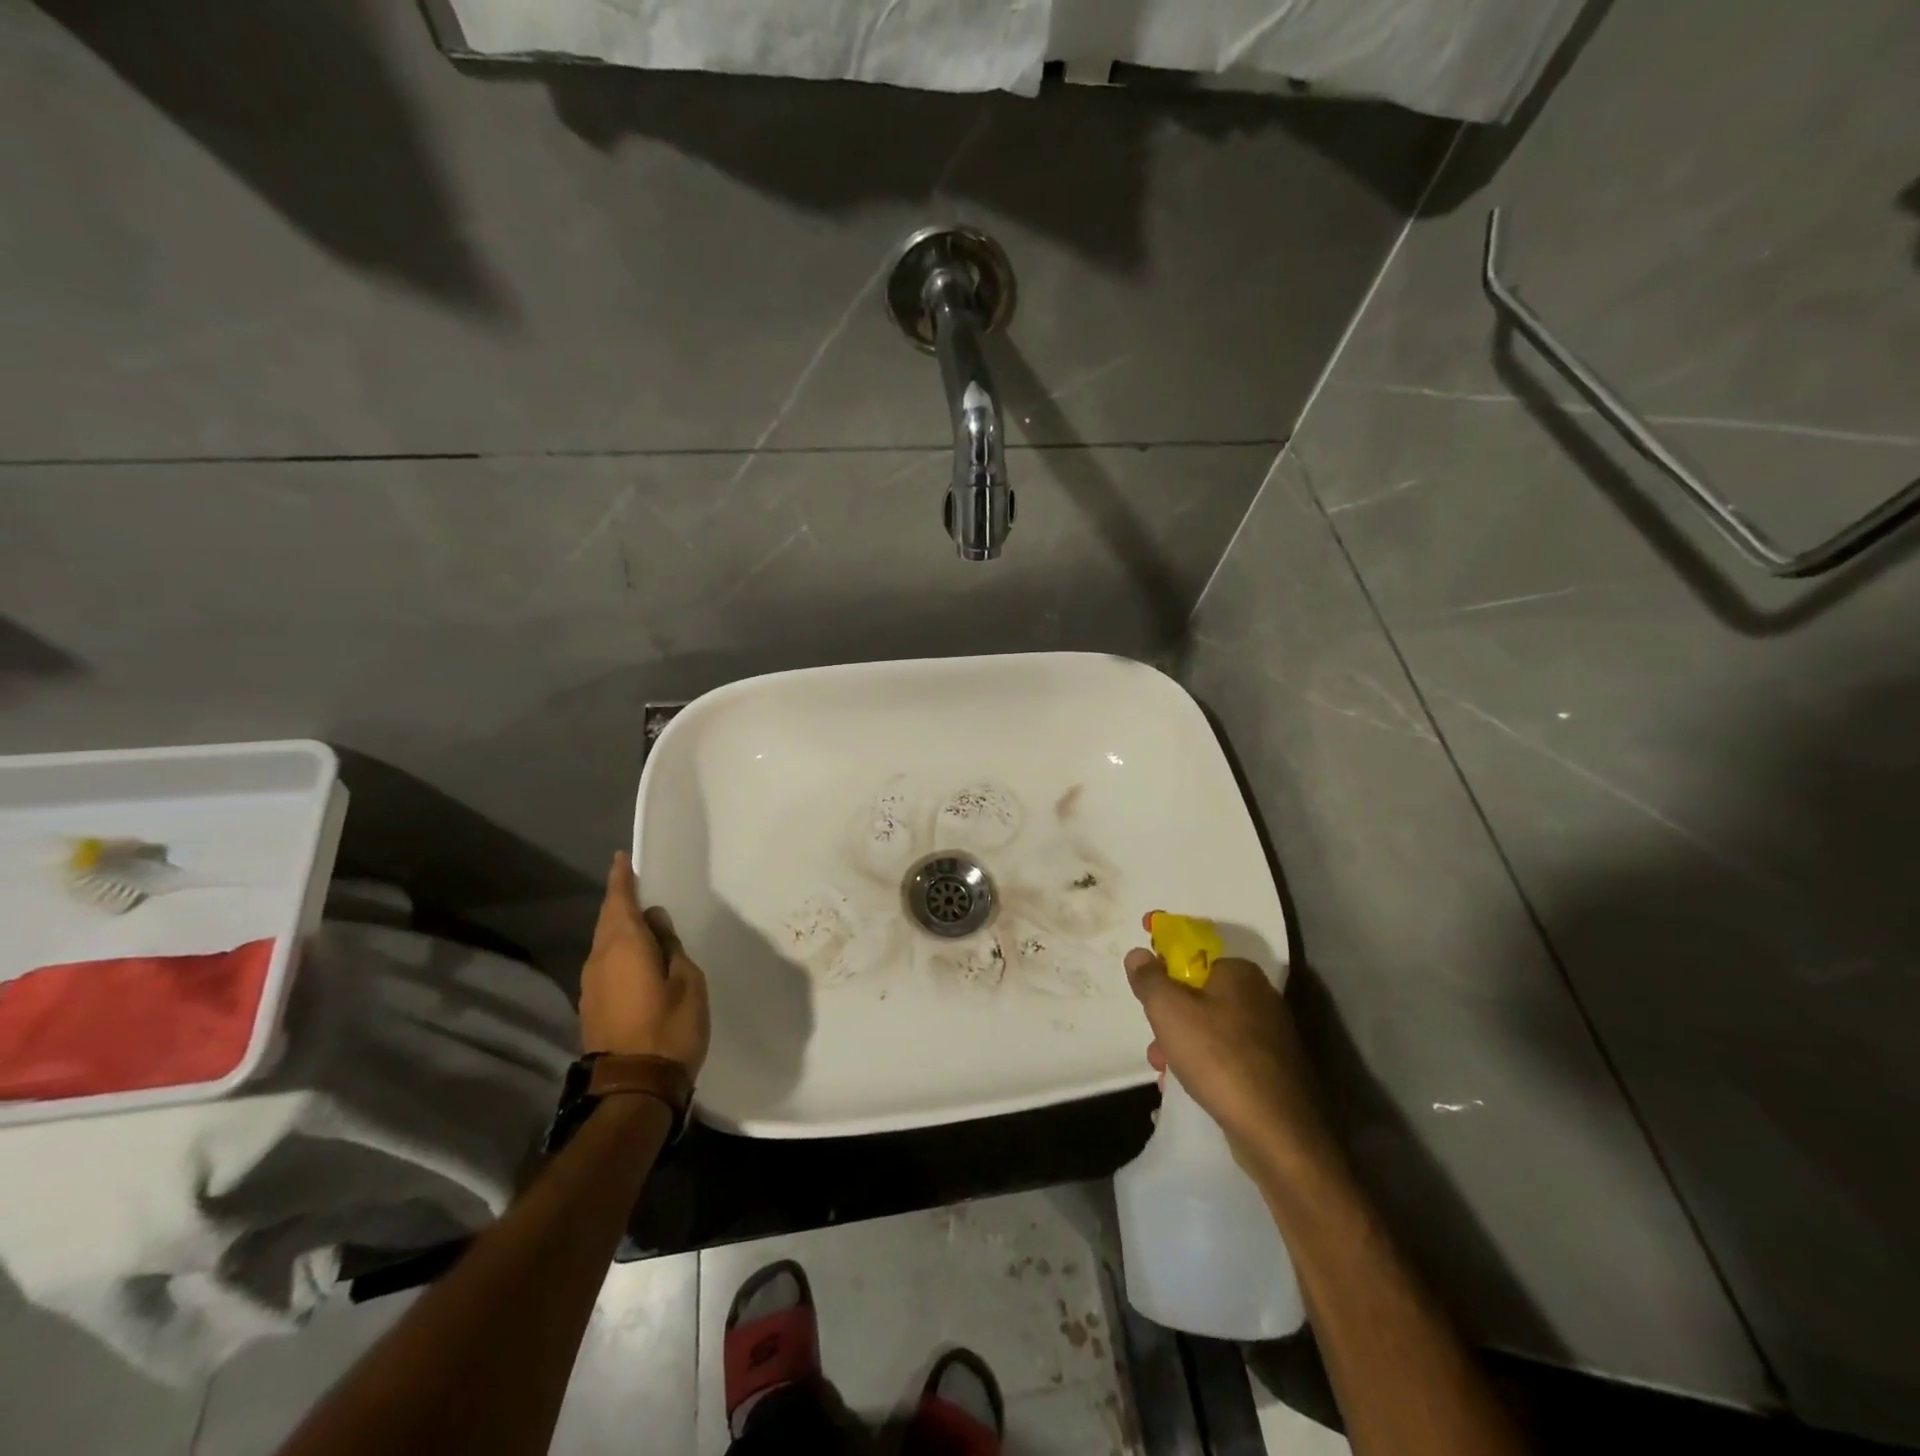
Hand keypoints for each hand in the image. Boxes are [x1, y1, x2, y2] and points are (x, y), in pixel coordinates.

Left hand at [580, 853, 709, 1073]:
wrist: (634, 1088)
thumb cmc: (670, 1027)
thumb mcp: (687, 980)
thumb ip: (670, 946)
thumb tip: (655, 923)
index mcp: (624, 946)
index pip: (620, 900)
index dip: (622, 879)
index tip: (621, 859)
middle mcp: (599, 959)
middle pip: (608, 921)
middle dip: (620, 902)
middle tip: (636, 887)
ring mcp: (591, 985)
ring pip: (604, 944)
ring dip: (619, 929)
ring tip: (642, 924)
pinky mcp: (591, 1007)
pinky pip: (604, 965)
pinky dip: (617, 952)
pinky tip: (636, 959)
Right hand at [1125, 949, 1341, 1179]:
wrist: (1280, 1133)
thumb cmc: (1219, 1057)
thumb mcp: (1169, 1010)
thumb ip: (1149, 978)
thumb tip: (1139, 954)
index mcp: (1239, 972)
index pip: (1192, 947)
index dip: (1163, 947)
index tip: (1141, 950)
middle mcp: (1260, 996)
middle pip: (1198, 991)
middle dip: (1168, 1011)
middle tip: (1152, 1033)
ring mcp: (1271, 1036)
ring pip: (1210, 1026)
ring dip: (1180, 1041)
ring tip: (1162, 1067)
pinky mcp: (1274, 1071)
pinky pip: (1226, 1055)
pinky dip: (1203, 1063)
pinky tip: (1186, 1085)